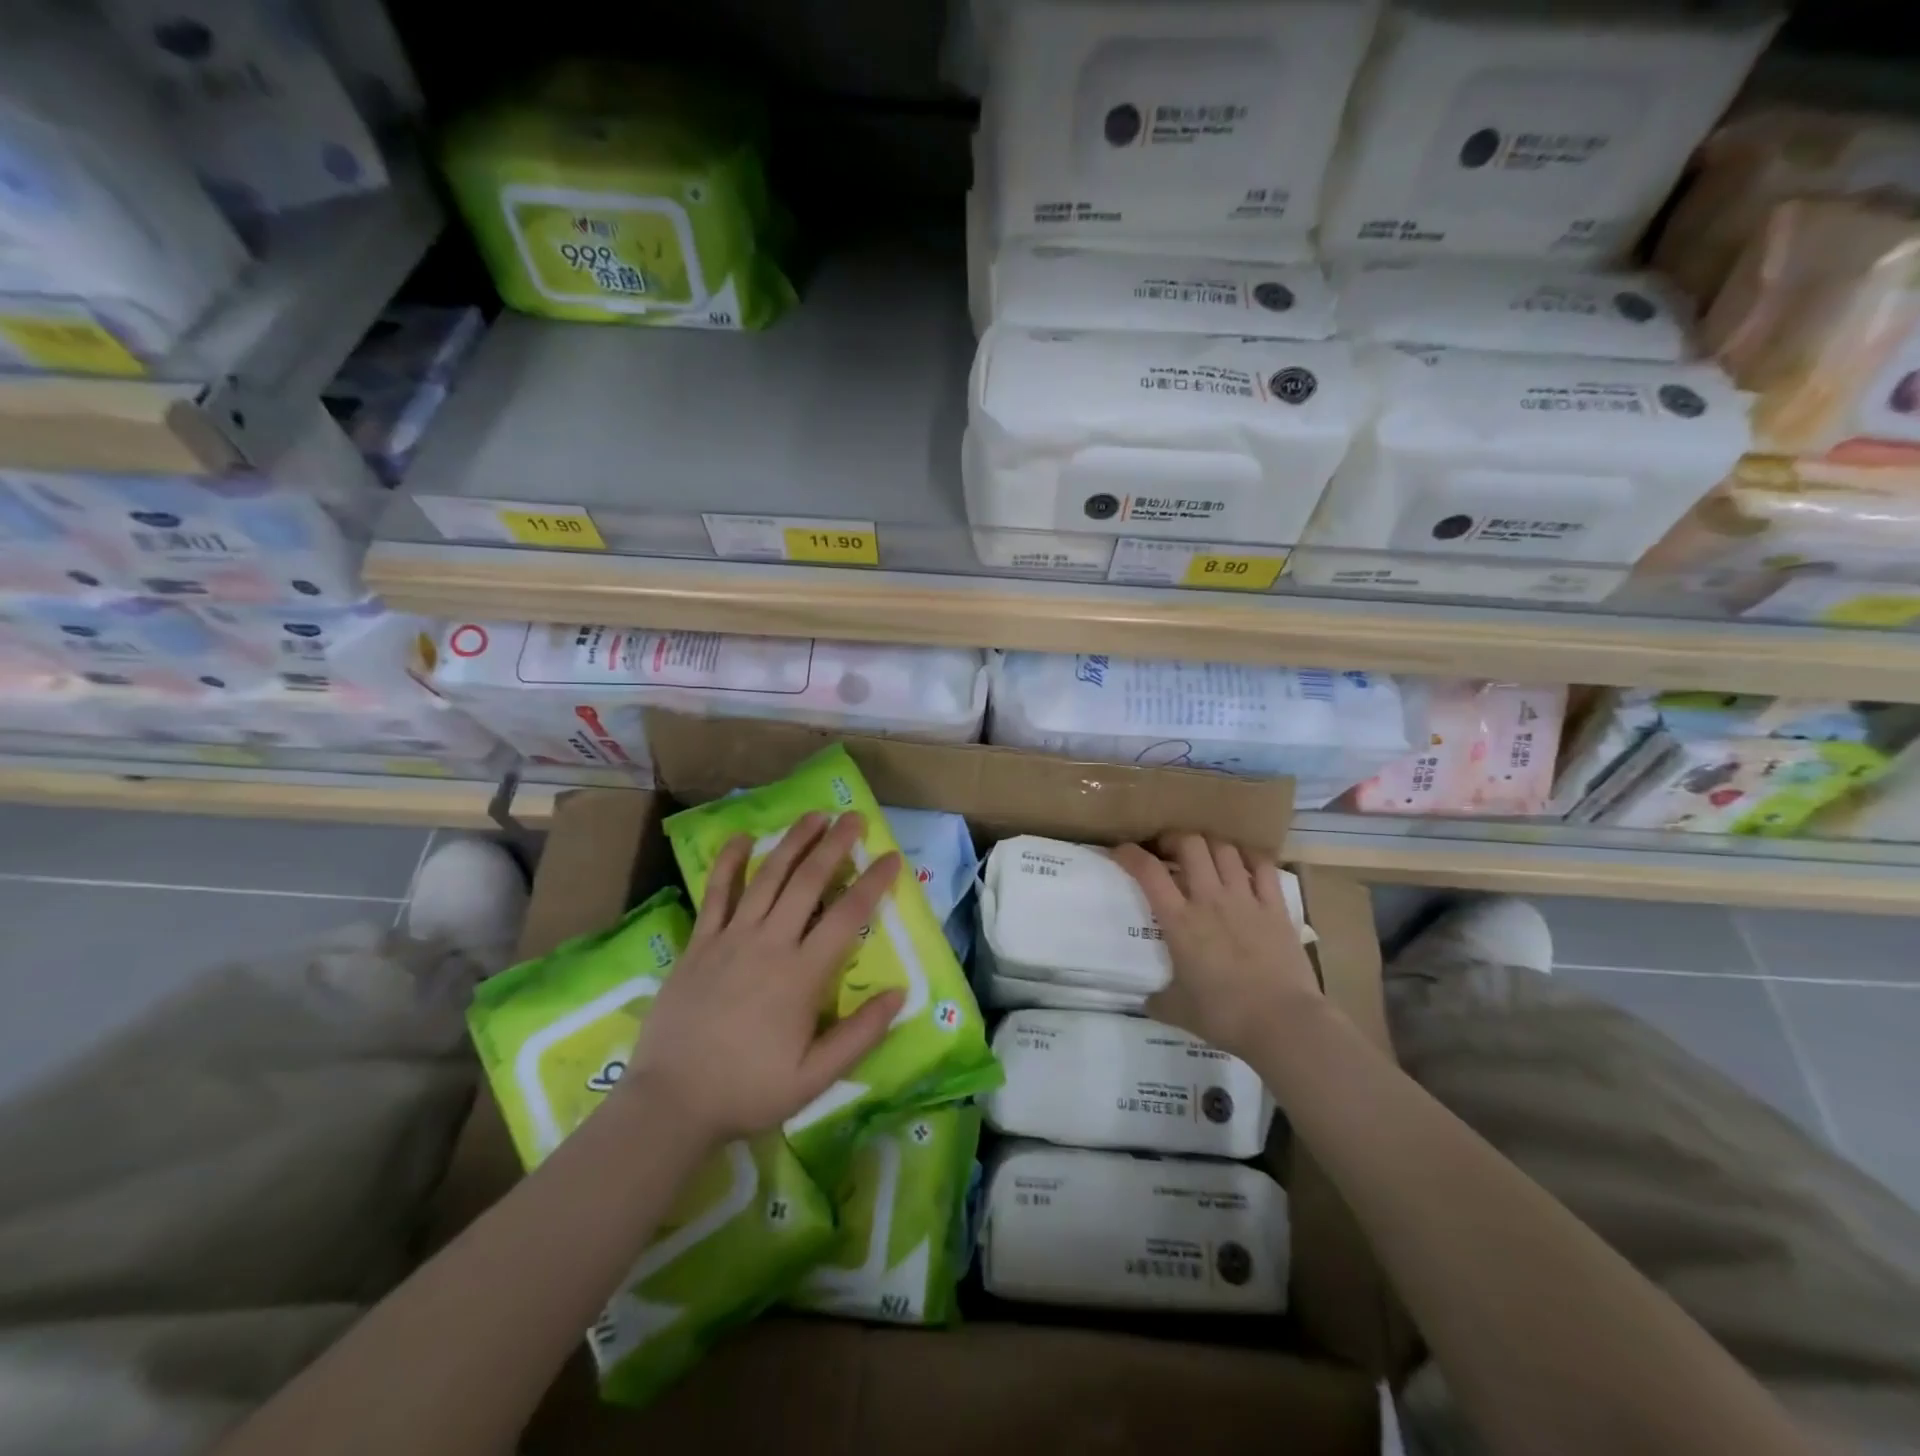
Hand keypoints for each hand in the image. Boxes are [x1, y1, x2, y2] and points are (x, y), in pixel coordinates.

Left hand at [619, 811, 903, 1148]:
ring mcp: (730, 938)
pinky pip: (716, 893)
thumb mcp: (815, 1077)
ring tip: (814, 816)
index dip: (874, 882)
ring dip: (793, 842)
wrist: (672, 1102)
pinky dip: (729, 862)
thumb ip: (860, 1034)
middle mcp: (769, 943)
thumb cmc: (749, 1090)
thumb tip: (900, 993)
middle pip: (808, 881)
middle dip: (835, 845)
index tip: (892, 858)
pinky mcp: (699, 943)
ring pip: (767, 877)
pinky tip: (741, 837)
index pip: (848, 914)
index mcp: (802, 974)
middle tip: (855, 817)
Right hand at [1112, 833, 1323, 1063]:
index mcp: (1180, 921)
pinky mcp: (1276, 908)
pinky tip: (1244, 863)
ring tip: (1205, 856)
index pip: (1148, 872)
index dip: (1129, 854)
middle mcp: (1210, 899)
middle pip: (1190, 844)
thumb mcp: (1178, 1010)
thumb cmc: (1224, 1015)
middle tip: (1168, 852)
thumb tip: (1145, 1001)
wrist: (1283, 1023)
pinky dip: (1250, 858)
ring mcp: (1246, 899)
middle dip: (1174, 839)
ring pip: (1225, 849)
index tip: (1121, 851)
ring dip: (1210, 846)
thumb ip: (1157, 1000)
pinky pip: (1263, 867)